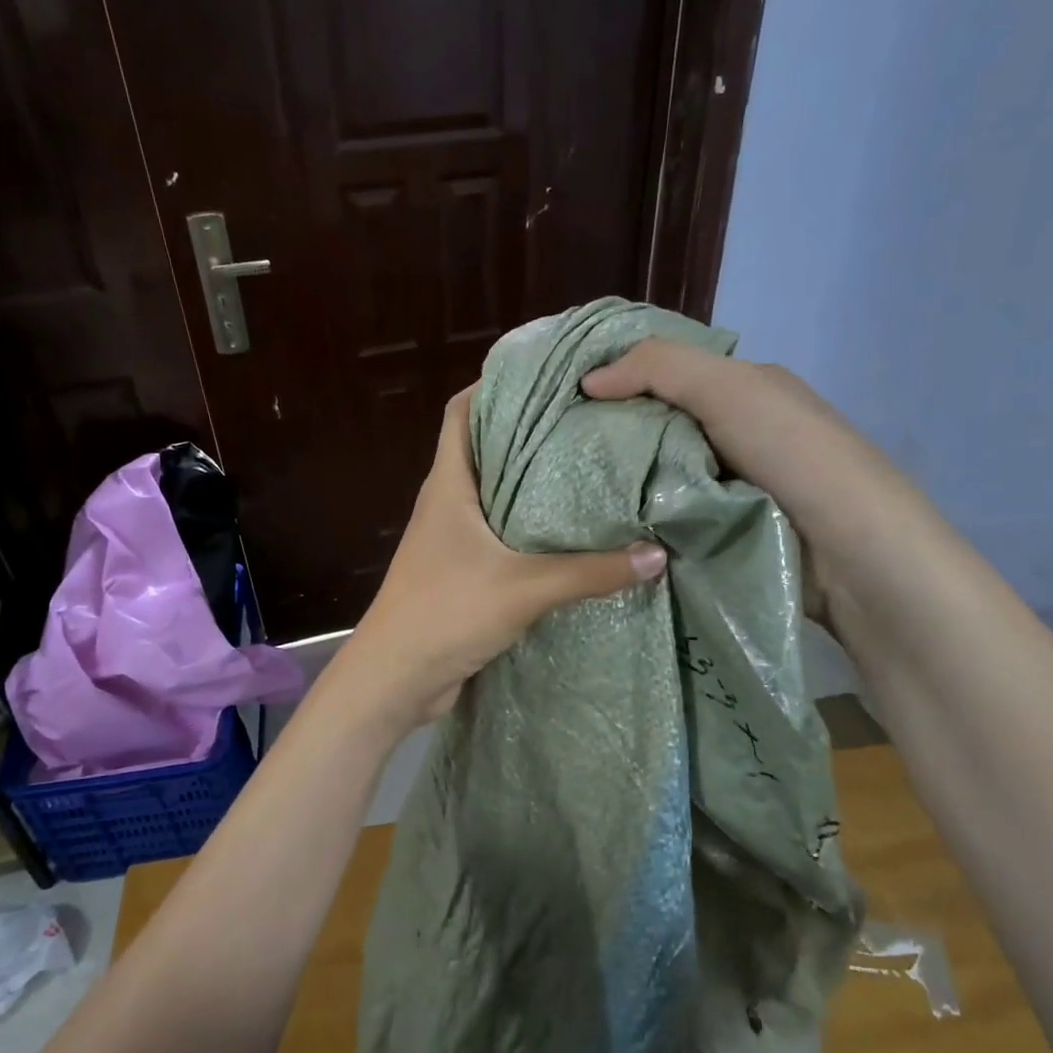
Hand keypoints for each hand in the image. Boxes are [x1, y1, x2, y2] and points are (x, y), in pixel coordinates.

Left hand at [338, 388, 666, 727]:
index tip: (545, 373)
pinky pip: (500, 538)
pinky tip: (571, 536)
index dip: (494, 384)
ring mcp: (452, 540)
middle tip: (588, 420)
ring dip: (532, 485)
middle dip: (529, 432)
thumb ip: (590, 571)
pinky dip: (530, 530)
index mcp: (448, 485)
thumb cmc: (446, 613)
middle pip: (485, 450)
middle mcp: (447, 504)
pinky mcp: (463, 573)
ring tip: (590, 469)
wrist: (396, 679)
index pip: (461, 412)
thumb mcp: (524, 588)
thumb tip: (656, 555)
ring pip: (495, 496)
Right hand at [581, 339, 918, 614]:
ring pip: (660, 476)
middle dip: (611, 435)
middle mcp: (737, 434)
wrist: (853, 553)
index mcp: (744, 391)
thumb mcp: (729, 390)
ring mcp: (730, 488)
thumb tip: (588, 381)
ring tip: (566, 491)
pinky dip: (641, 520)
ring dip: (622, 484)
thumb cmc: (793, 455)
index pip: (667, 374)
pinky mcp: (723, 534)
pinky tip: (603, 526)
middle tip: (554, 450)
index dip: (619, 378)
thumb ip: (659, 370)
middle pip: (658, 427)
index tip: (564, 397)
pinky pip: (669, 518)